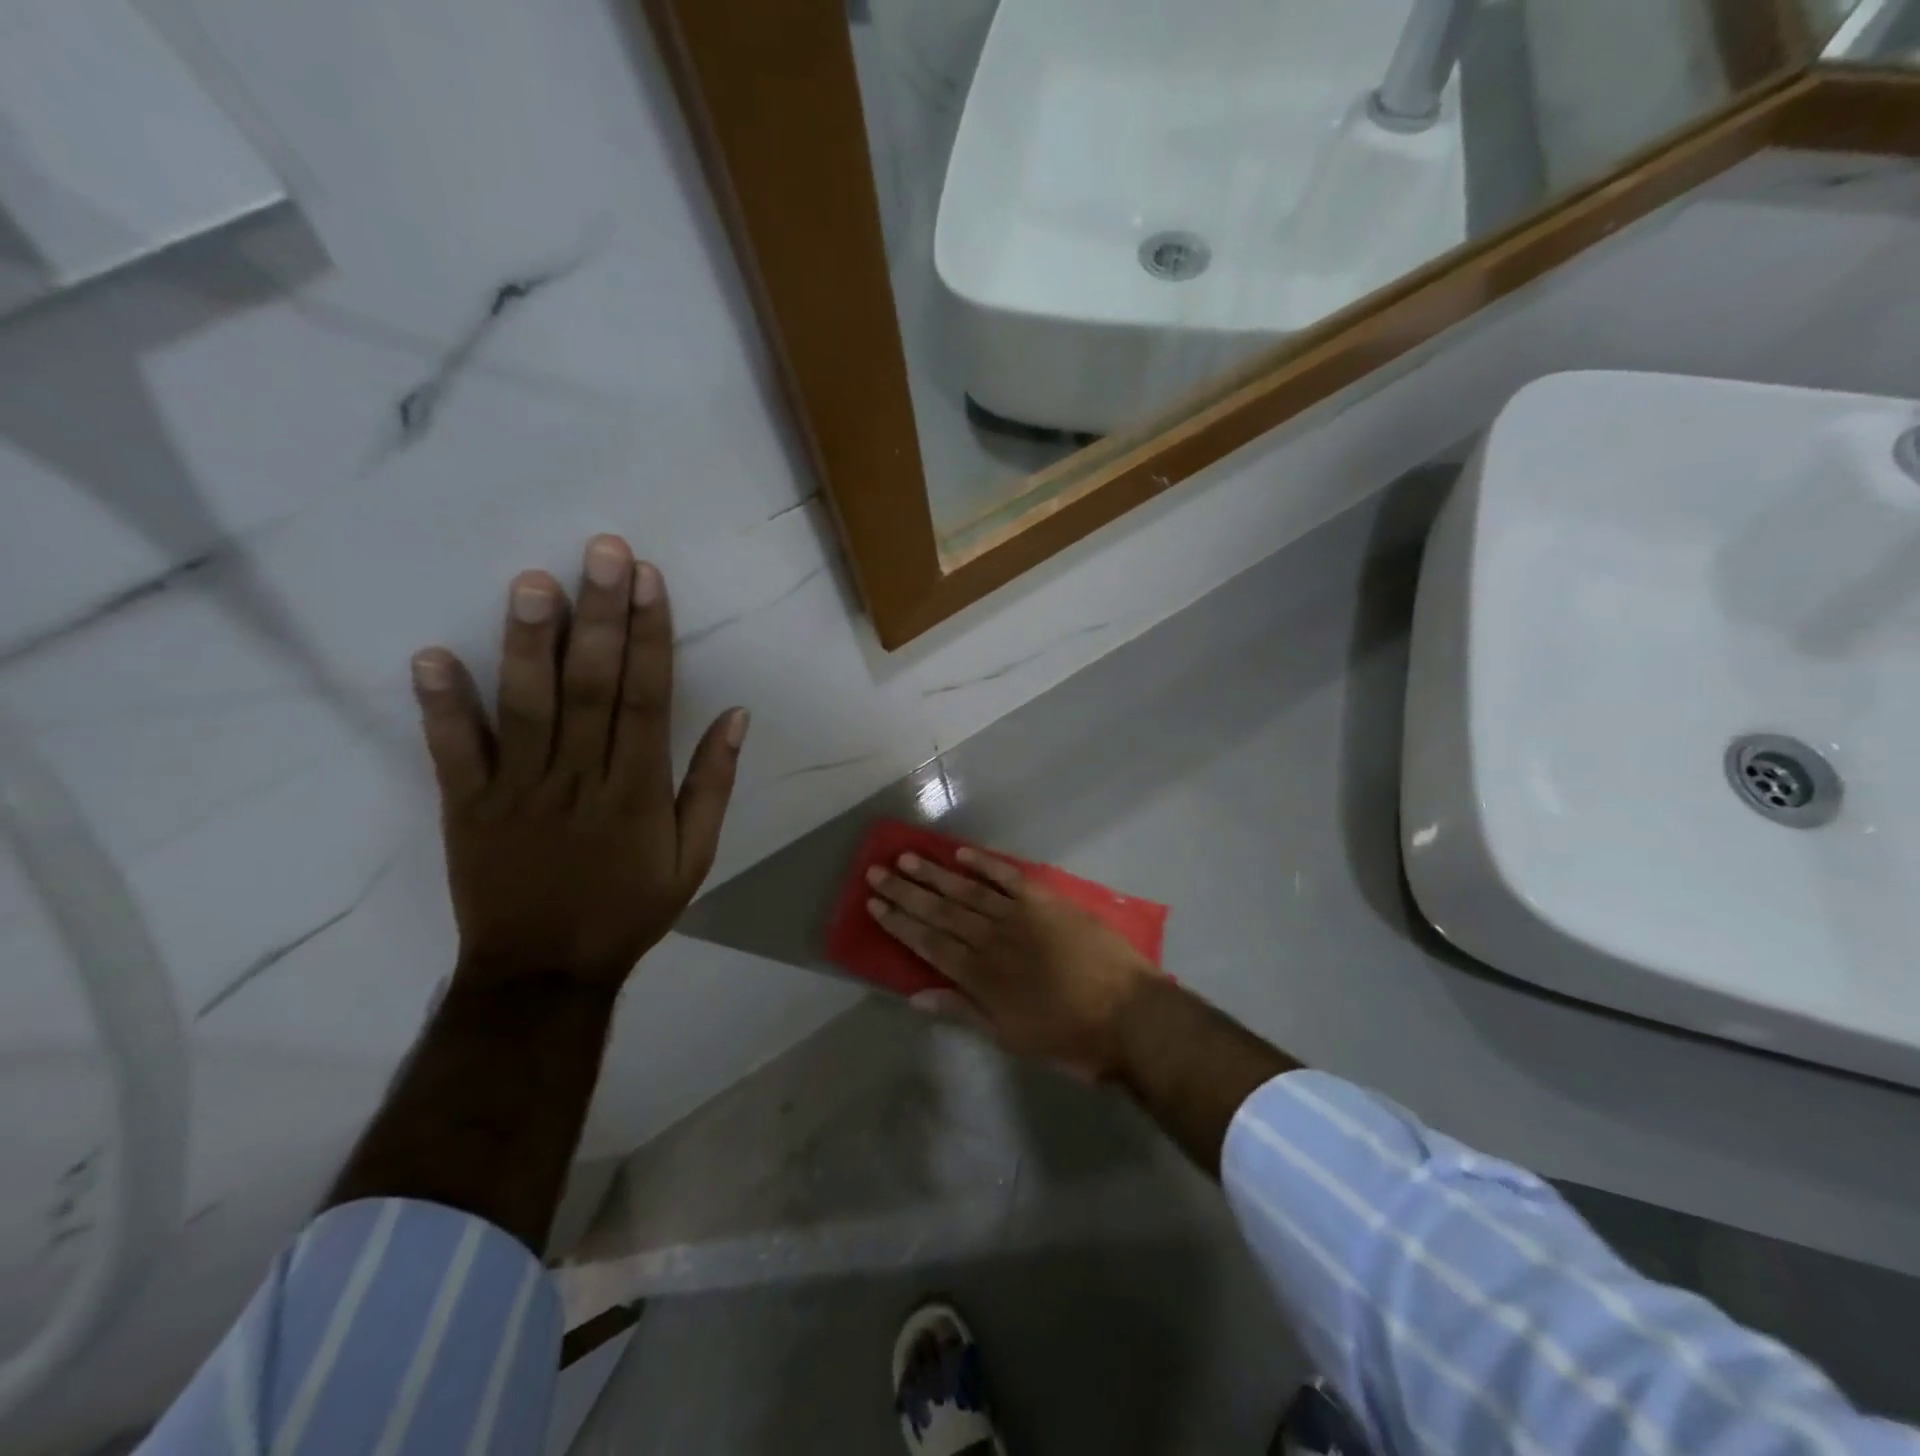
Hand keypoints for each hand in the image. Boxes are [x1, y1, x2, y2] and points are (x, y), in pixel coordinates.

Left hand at [410, 535, 747, 990]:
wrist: (544, 971)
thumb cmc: (629, 909)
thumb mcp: (694, 858)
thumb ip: (713, 785)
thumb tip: (736, 717)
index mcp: (638, 791)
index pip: (648, 699)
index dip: (650, 637)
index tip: (648, 581)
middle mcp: (581, 779)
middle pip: (593, 687)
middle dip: (601, 616)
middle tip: (602, 551)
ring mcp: (519, 791)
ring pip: (527, 708)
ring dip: (529, 643)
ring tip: (532, 582)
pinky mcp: (468, 807)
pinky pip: (454, 753)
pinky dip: (442, 707)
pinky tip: (432, 656)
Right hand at [865, 847, 1157, 1077]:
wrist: (1129, 1014)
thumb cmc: (1069, 1036)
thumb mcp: (1011, 1037)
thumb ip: (963, 1011)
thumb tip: (916, 996)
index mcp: (980, 976)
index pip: (928, 942)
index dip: (899, 922)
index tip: (874, 904)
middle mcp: (992, 938)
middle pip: (940, 910)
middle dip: (906, 892)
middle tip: (876, 871)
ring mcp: (1020, 915)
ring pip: (967, 890)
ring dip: (935, 874)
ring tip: (906, 857)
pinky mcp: (1047, 900)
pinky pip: (1009, 877)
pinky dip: (985, 864)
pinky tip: (961, 854)